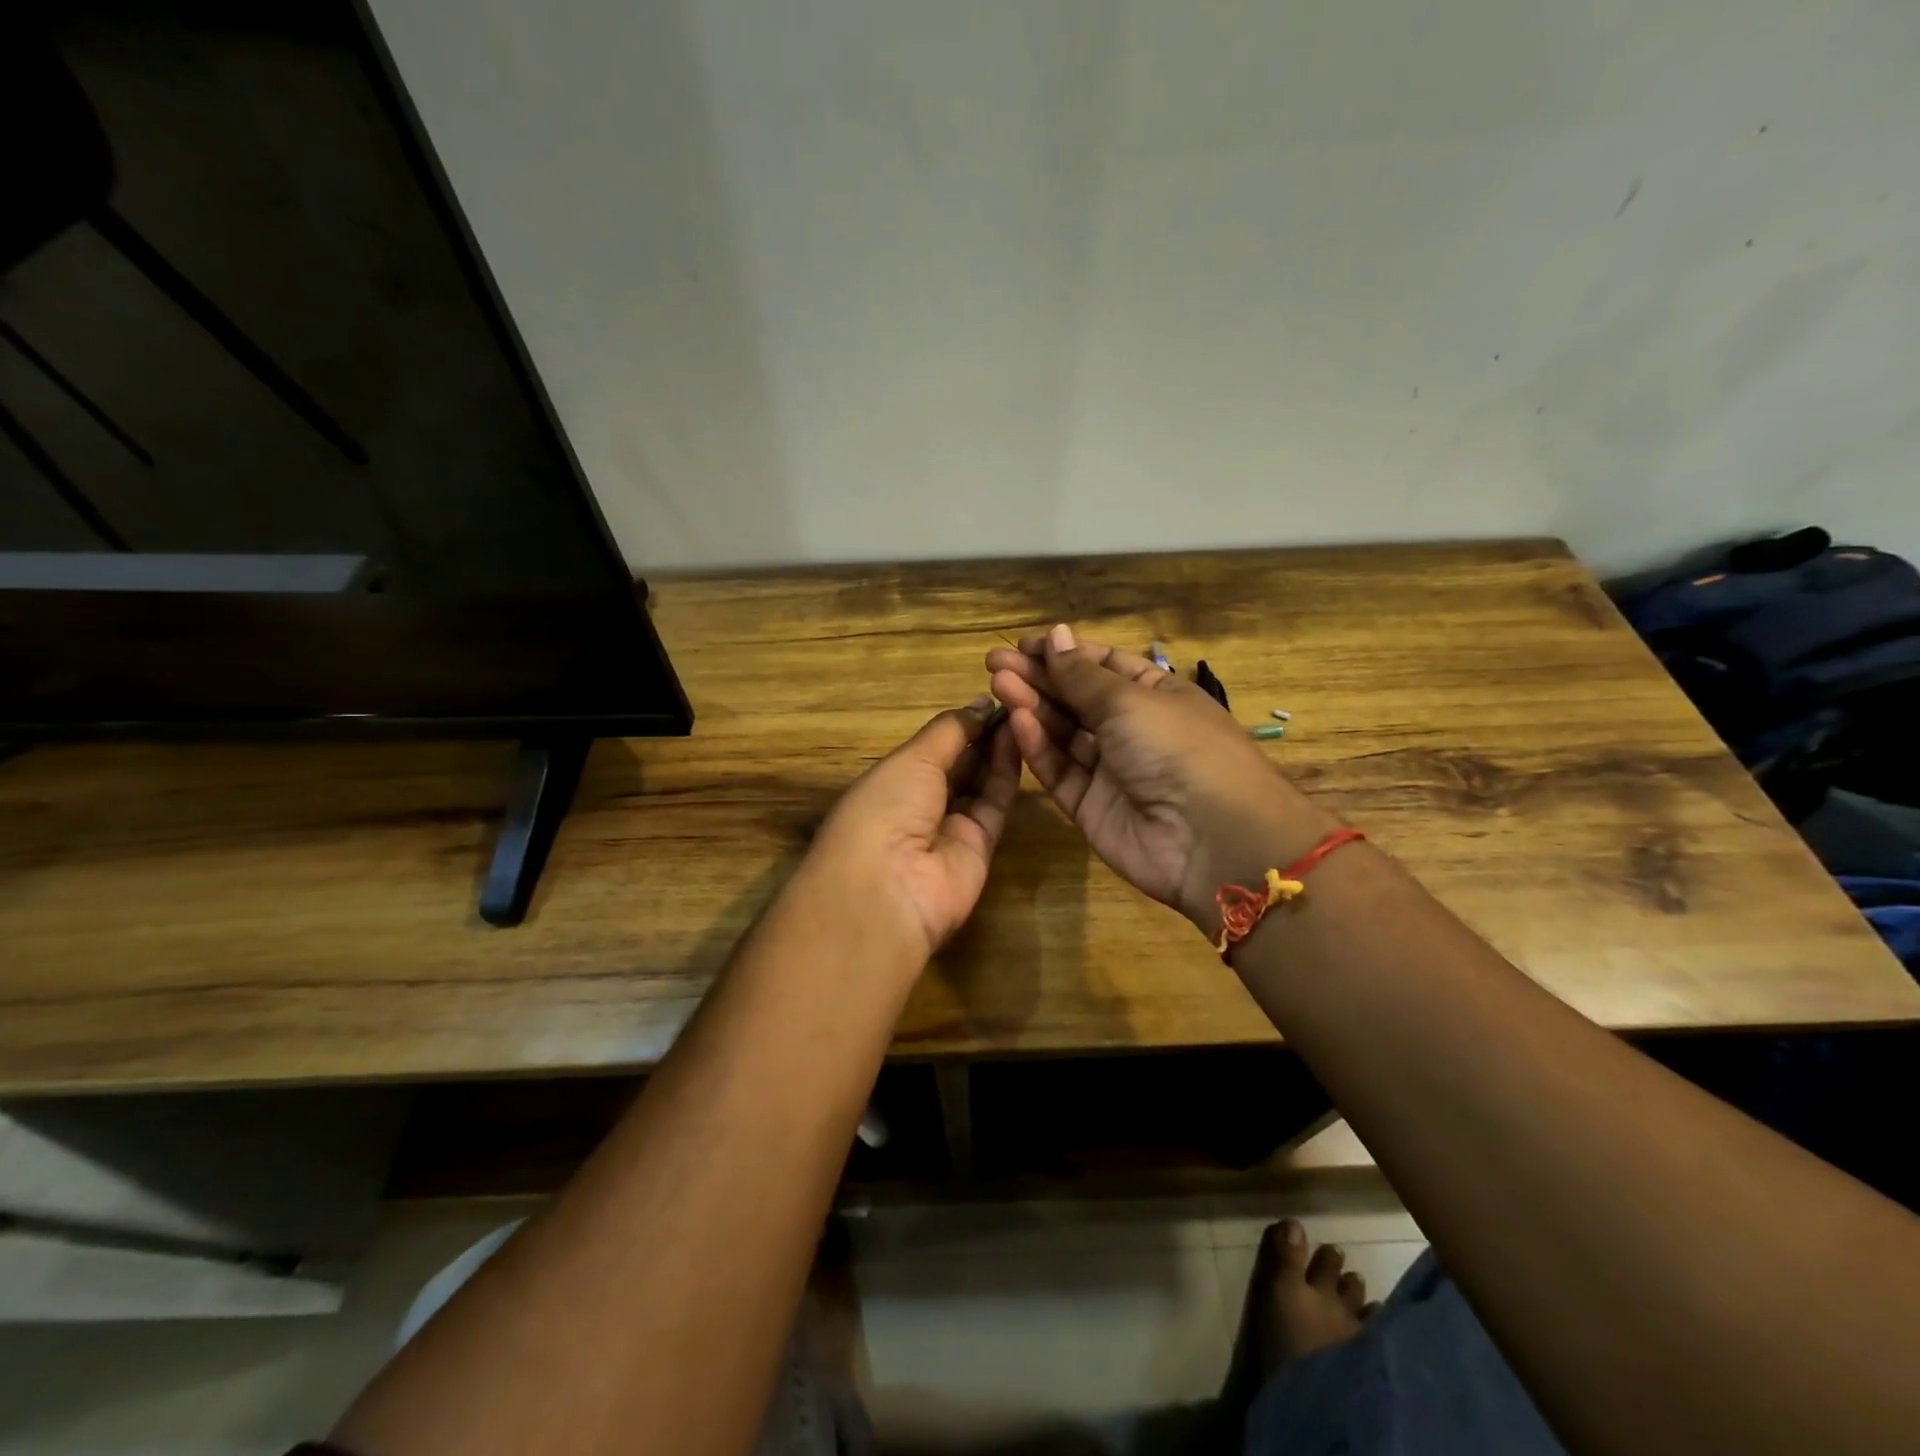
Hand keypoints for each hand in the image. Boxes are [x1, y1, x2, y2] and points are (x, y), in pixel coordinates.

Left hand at [806, 696, 1021, 962]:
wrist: (890, 889)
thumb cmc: (886, 808)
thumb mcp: (911, 759)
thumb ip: (950, 731)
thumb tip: (979, 703)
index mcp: (890, 782)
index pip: (930, 749)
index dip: (958, 726)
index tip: (990, 699)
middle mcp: (918, 805)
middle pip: (957, 765)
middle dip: (981, 735)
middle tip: (1016, 702)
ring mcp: (950, 828)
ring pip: (979, 783)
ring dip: (998, 750)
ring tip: (1024, 713)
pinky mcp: (980, 848)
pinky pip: (995, 805)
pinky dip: (1007, 774)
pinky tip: (1022, 740)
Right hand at [987, 624, 1336, 930]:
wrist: (1210, 839)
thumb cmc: (1177, 747)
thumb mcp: (1129, 700)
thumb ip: (1082, 674)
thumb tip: (1055, 635)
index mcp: (1155, 694)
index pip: (1101, 665)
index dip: (1062, 653)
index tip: (1022, 645)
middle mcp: (1132, 729)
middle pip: (1076, 698)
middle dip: (1037, 678)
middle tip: (994, 662)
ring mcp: (1110, 769)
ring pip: (1063, 733)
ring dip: (1032, 707)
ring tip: (998, 684)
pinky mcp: (1090, 806)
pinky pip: (1060, 771)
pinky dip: (1039, 747)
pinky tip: (1017, 722)